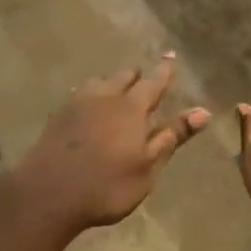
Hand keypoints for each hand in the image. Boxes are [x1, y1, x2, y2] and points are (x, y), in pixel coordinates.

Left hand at [2, 55, 210, 242]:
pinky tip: (87, 105)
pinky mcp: (57, 117)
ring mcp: (77, 104)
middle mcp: (105, 97)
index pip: (153, 81)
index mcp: (131, 108)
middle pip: (124, 76)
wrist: (47, 195)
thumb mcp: (148, 166)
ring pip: (99, 82)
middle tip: (144, 78)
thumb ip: (173, 136)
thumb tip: (203, 111)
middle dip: (137, 75)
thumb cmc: (107, 185)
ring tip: (116, 89)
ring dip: (112, 82)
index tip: (170, 54)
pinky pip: (79, 95)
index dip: (164, 69)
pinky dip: (90, 95)